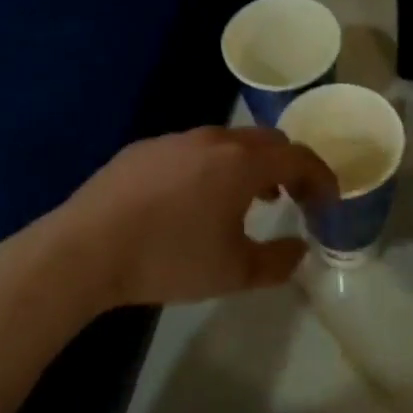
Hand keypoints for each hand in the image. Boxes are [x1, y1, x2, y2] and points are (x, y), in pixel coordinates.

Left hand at [28, 126, 337, 317]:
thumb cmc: (168, 258)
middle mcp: (213, 139)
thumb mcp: (233, 272)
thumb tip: (300, 249)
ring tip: (247, 198)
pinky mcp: (143, 150)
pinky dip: (211, 167)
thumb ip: (277, 262)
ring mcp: (174, 140)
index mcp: (242, 163)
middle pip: (266, 141)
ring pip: (227, 142)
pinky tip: (193, 200)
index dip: (321, 177)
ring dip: (248, 165)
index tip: (328, 201)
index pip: (299, 158)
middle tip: (292, 197)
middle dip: (288, 166)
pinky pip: (192, 150)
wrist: (84, 250)